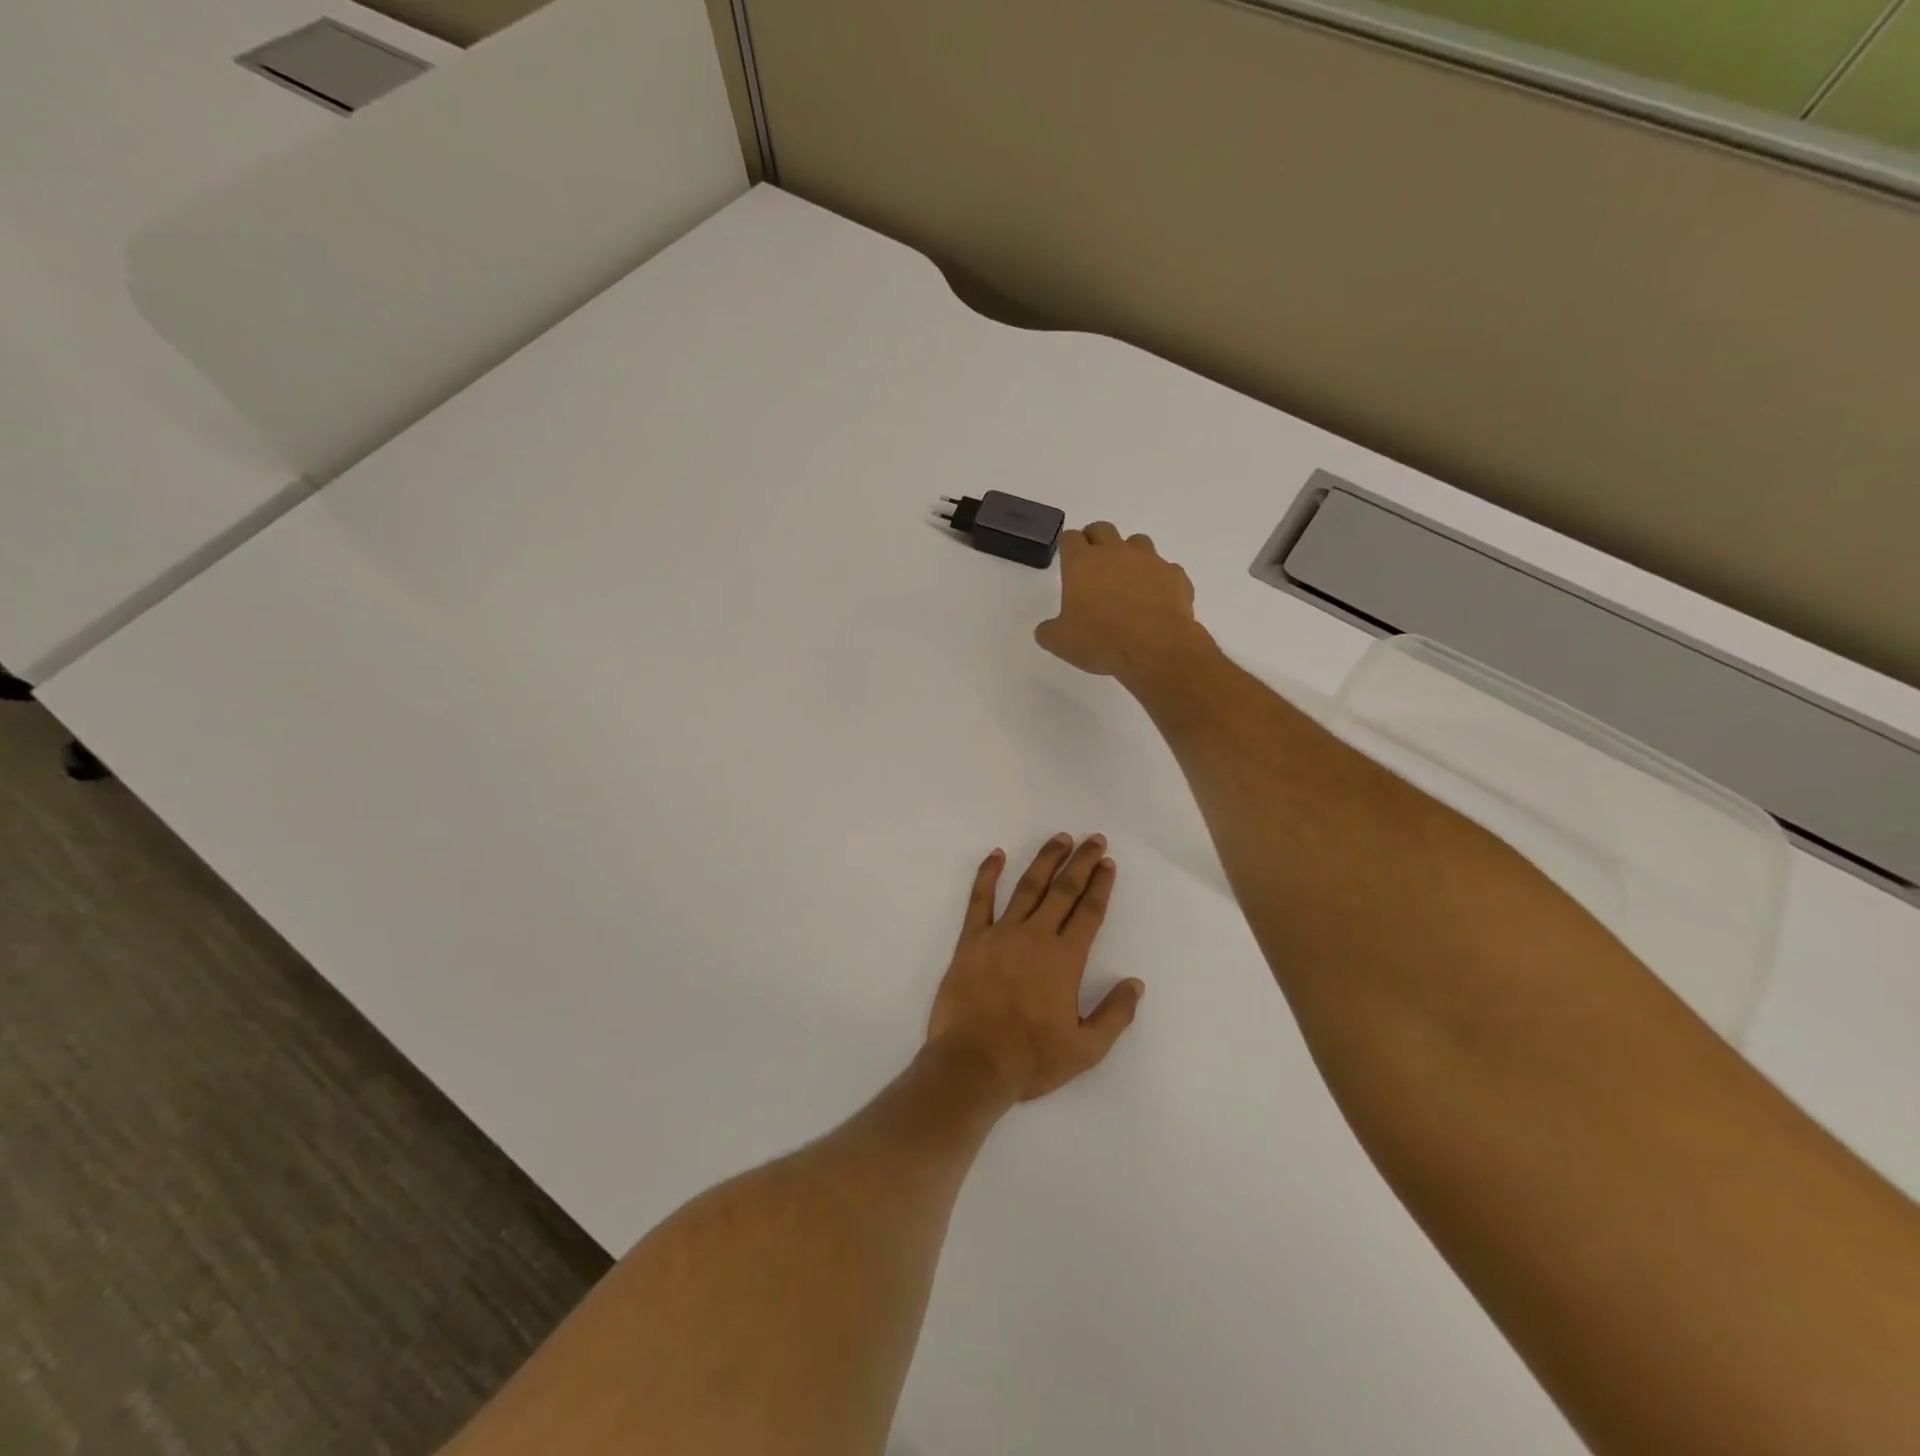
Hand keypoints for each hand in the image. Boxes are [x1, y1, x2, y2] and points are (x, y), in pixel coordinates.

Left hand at [927, 835, 1144, 1102]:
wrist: (973, 1063)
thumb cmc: (1031, 1059)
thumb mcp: (1086, 1049)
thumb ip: (1114, 1014)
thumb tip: (1135, 984)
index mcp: (1065, 959)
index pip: (1089, 912)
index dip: (1101, 886)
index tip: (1108, 864)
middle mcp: (1036, 936)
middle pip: (1063, 890)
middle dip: (1081, 863)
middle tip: (1094, 840)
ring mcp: (1001, 934)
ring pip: (1027, 886)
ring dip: (1046, 860)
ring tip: (1060, 839)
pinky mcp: (972, 940)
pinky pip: (980, 899)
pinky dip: (988, 874)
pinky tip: (997, 854)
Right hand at [1034, 522, 1212, 686]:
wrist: (1157, 648)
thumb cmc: (1101, 641)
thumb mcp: (1060, 643)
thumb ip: (1049, 631)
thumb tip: (1047, 629)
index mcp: (1082, 563)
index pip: (1070, 538)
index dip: (1068, 547)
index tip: (1068, 560)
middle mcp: (1115, 553)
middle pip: (1102, 529)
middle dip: (1095, 540)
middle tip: (1093, 564)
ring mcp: (1149, 561)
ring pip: (1137, 542)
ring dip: (1129, 554)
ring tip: (1127, 580)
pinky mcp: (1175, 575)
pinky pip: (1165, 569)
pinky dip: (1158, 579)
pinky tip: (1155, 600)